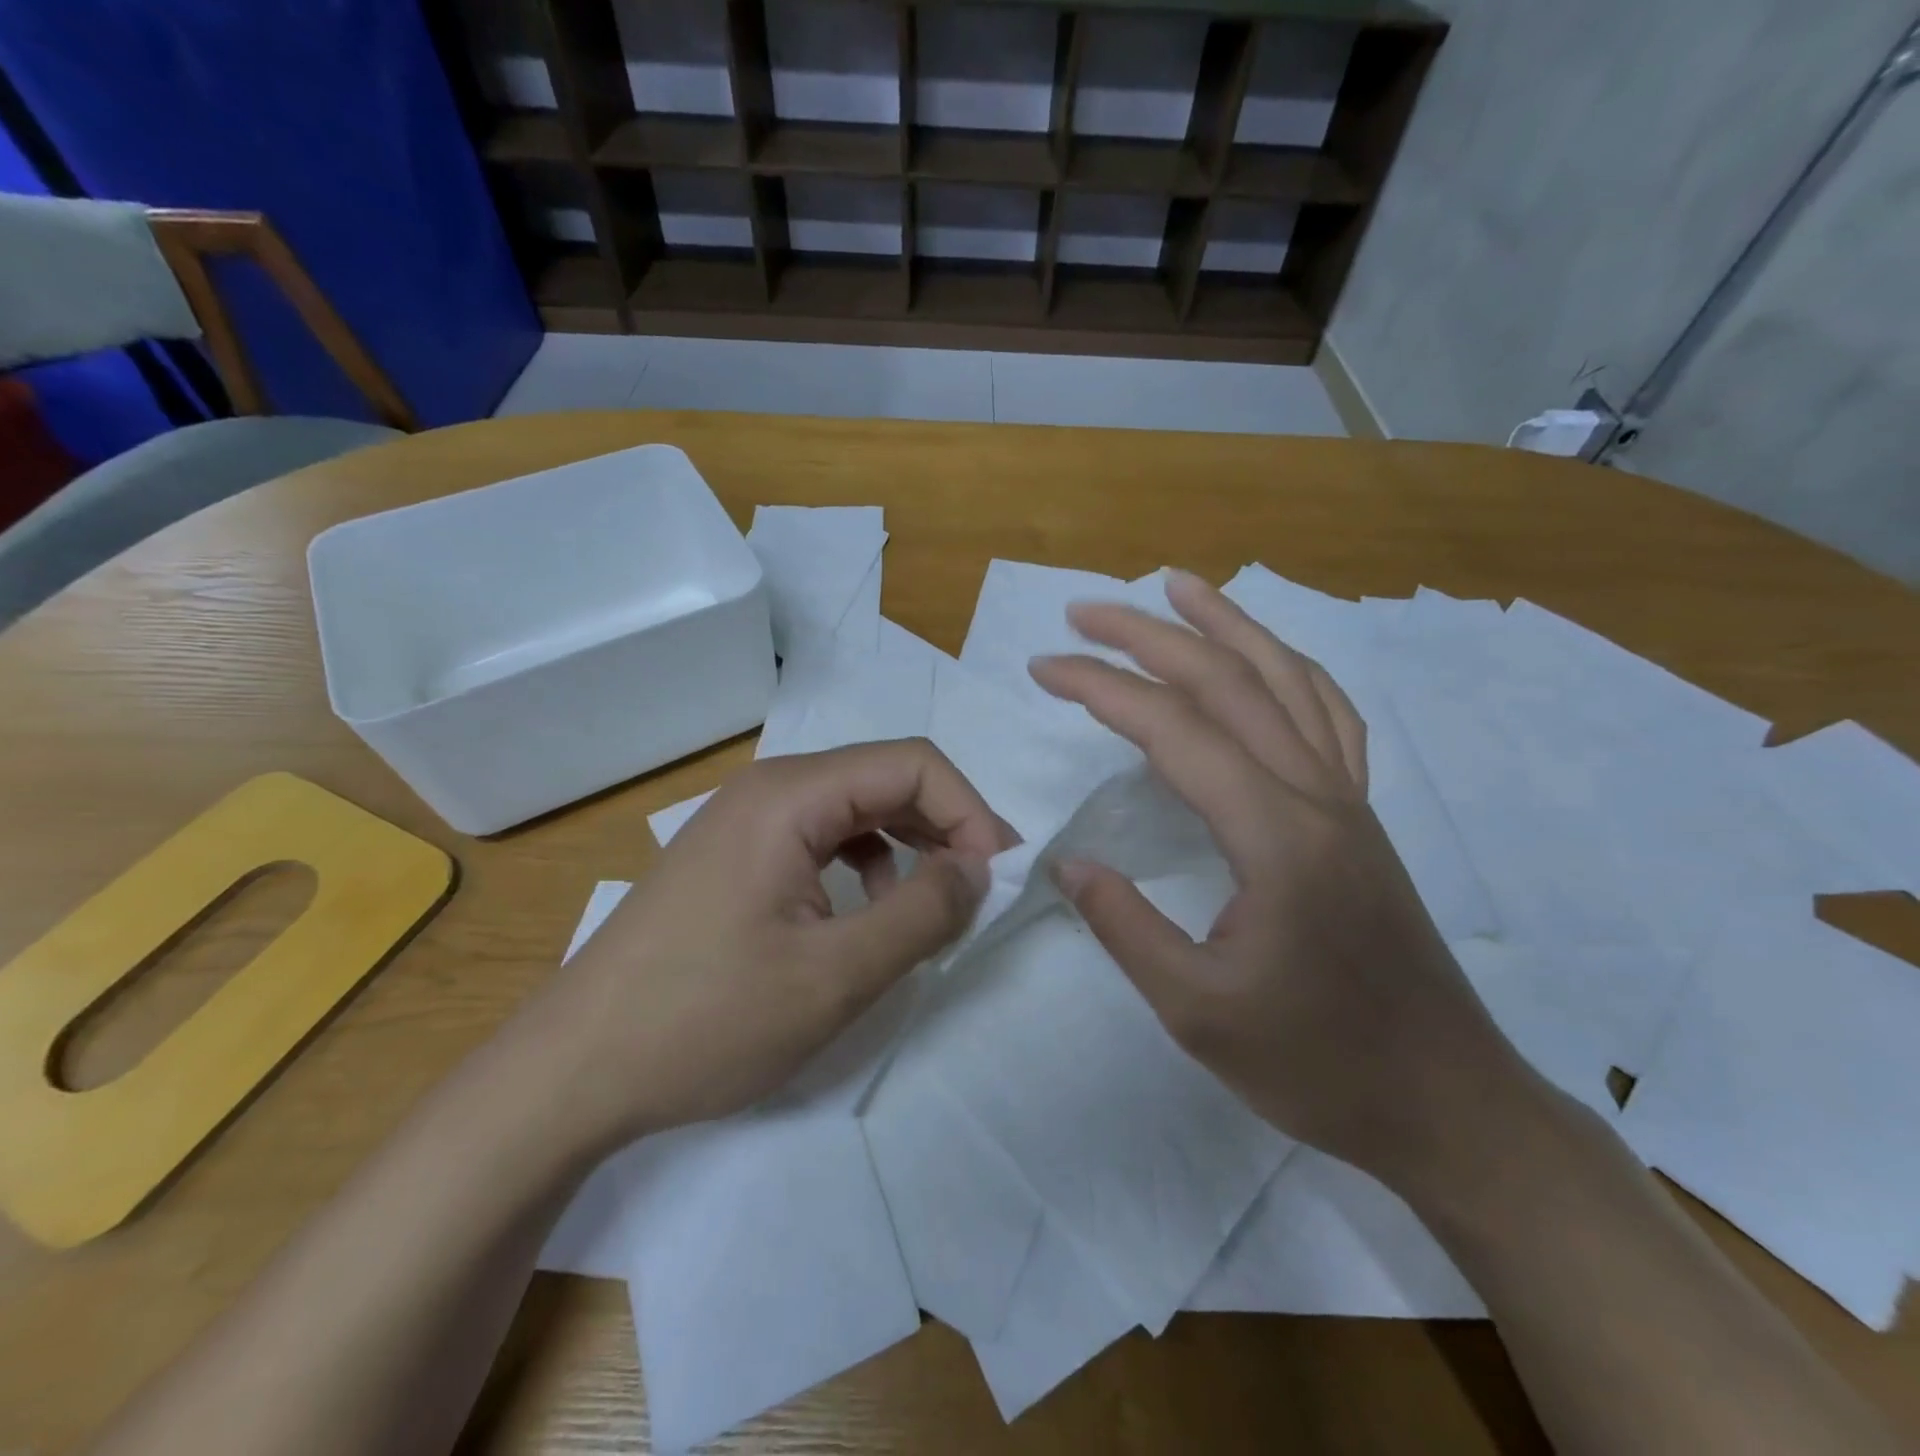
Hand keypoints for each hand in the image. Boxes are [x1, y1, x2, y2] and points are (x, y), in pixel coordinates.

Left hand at [541, 741, 1013, 1146]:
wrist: (572, 1071)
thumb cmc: (705, 1020)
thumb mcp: (834, 976)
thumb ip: (922, 913)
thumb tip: (980, 868)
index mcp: (791, 795)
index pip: (913, 764)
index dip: (970, 812)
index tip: (999, 878)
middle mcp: (769, 789)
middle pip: (885, 779)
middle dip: (946, 826)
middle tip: (982, 891)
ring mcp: (746, 821)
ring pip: (856, 808)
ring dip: (909, 844)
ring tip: (934, 903)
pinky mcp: (736, 856)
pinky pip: (823, 837)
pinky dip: (866, 863)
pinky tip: (867, 910)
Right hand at [1028, 571, 1535, 1194]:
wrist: (1444, 1102)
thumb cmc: (1317, 1064)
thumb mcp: (1197, 1010)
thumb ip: (1125, 926)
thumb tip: (1067, 864)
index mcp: (1274, 835)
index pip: (1174, 730)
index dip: (1101, 689)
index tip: (1044, 669)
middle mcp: (1317, 795)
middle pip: (1229, 682)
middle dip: (1150, 635)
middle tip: (1085, 612)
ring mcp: (1348, 800)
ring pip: (1287, 680)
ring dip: (1229, 625)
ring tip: (1179, 586)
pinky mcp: (1360, 817)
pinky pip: (1327, 716)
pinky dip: (1288, 669)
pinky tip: (1263, 658)